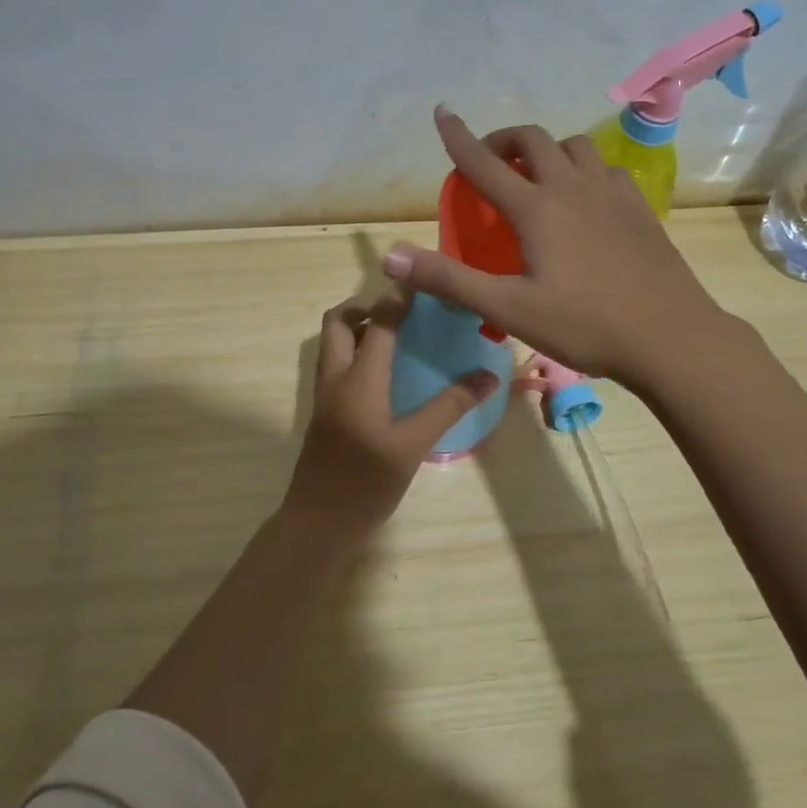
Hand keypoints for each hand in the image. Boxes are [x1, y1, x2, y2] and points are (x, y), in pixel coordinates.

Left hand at [280, 297, 501, 531]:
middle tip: (401, 313)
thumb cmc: (366, 483)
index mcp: (358, 379)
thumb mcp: (413, 445)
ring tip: (398, 337)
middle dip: (366, 305)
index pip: (379, 322)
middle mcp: (335, 377)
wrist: (318, 523)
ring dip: (359, 328)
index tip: (424, 284)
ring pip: (333, 342)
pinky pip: (336, 364)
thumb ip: (449, 407)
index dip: (399, 298)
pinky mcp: (324, 412)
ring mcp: (324, 394)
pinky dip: (356, 352)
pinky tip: (386, 373)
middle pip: (339, 321)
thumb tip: (488, 376)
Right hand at [381, 107, 738, 389]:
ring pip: (575, 147)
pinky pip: (605, 168)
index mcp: (536, 209)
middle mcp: (572, 187)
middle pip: (534, 139)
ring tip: (537, 176)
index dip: (458, 137)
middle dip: (505, 139)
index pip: (485, 163)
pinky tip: (584, 196)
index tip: (443, 112)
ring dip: (547, 150)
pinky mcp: (639, 207)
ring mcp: (612, 193)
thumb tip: (391, 254)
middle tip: (490, 161)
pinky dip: (583, 168)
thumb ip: (449, 279)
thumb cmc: (584, 324)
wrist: (670, 336)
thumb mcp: (507, 309)